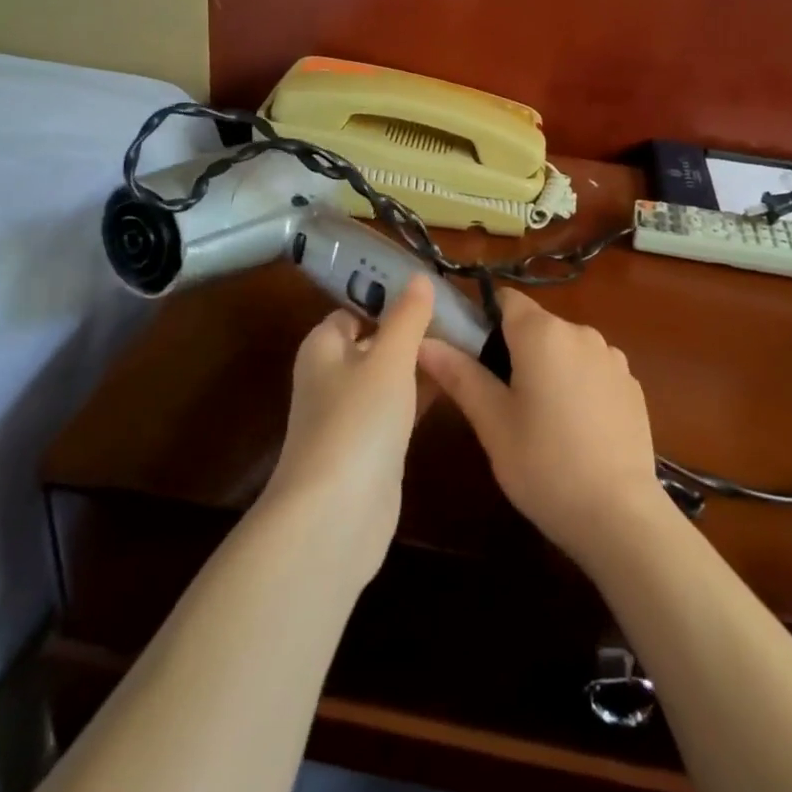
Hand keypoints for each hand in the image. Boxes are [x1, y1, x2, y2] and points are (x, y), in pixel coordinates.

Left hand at [262, 276, 434, 582]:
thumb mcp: (388, 359)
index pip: (354, 309)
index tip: (431, 290)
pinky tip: (456, 387)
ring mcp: (350, 415)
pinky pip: (398, 409)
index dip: (388, 298)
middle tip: (460, 318)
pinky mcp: (370, 447)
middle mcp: (331, 377)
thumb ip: (407, 318)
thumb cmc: (358, 421)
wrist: (336, 515)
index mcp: (324, 347)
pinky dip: (421, 396)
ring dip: (420, 364)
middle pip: (374, 342)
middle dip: (411, 331)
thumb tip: (418, 277)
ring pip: (389, 377)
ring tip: (468, 345)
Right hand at [418, 289, 663, 569]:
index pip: (506, 299)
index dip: (484, 318)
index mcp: (542, 333)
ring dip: (549, 368)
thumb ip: (459, 374)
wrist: (619, 515)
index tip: (471, 354)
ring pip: (566, 349)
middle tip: (498, 399)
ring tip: (538, 419)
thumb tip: (423, 341)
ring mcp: (613, 358)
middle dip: (515, 350)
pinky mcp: (632, 386)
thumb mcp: (492, 422)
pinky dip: (579, 386)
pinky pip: (593, 371)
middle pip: (537, 325)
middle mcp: (581, 332)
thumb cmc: (543, 464)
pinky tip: (575, 430)